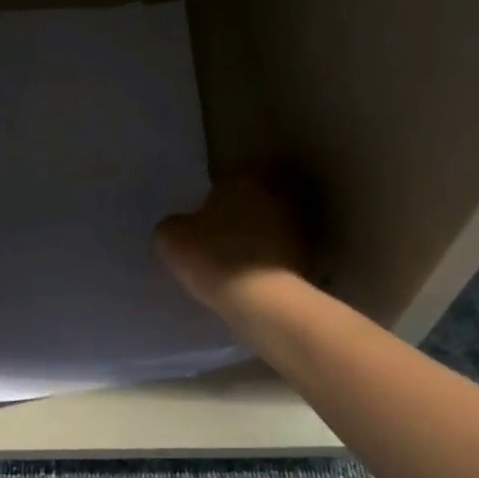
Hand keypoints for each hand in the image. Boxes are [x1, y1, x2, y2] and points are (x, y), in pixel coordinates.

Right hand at [155, 175, 306, 311]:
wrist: (261, 298)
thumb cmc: (212, 256)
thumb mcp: (170, 238)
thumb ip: (174, 225)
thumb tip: (180, 226)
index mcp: (243, 179)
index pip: (227, 178)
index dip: (212, 198)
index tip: (201, 218)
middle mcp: (275, 193)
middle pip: (251, 200)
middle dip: (237, 214)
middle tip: (215, 236)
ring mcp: (296, 224)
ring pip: (267, 224)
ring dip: (254, 236)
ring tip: (232, 259)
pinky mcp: (307, 254)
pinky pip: (278, 250)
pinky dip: (266, 258)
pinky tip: (249, 275)